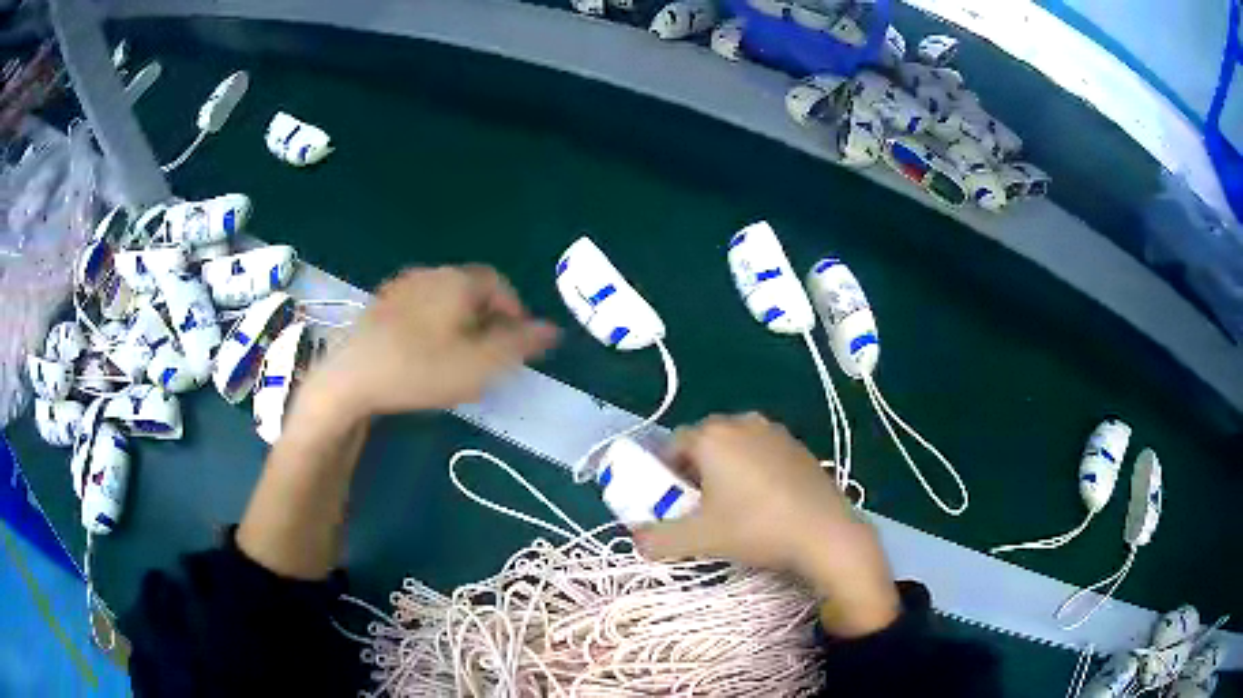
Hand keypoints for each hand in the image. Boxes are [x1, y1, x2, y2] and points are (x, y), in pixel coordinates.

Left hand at [307, 266, 558, 418]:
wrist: (351, 379)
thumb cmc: (420, 370)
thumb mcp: (479, 365)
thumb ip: (520, 345)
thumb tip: (552, 330)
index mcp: (458, 281)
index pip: (500, 284)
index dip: (513, 312)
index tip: (514, 345)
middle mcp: (431, 273)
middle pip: (471, 290)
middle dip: (487, 319)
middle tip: (487, 356)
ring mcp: (401, 287)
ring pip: (444, 299)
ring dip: (459, 322)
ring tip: (456, 358)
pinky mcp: (380, 305)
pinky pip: (419, 307)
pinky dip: (432, 325)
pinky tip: (423, 354)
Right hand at [634, 413, 900, 637]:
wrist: (825, 533)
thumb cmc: (756, 528)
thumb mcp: (699, 539)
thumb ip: (657, 539)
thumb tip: (637, 540)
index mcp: (713, 436)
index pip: (672, 445)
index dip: (665, 475)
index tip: (673, 504)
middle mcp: (742, 422)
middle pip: (703, 443)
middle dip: (694, 472)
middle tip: (700, 508)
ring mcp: (774, 431)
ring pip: (734, 447)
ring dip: (725, 470)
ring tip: (733, 506)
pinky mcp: (798, 445)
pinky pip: (761, 452)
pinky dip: (753, 470)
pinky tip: (765, 502)